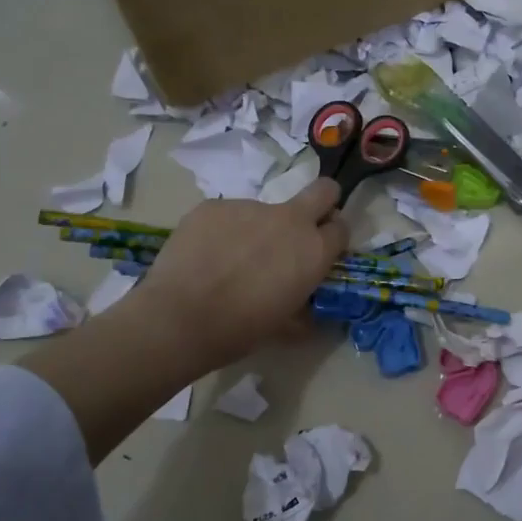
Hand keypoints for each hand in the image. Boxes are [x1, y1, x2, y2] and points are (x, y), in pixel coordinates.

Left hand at [133, 179, 349, 373]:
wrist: (181, 319)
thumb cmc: (241, 330)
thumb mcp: (285, 326)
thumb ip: (303, 309)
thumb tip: (306, 310)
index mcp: (313, 250)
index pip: (341, 227)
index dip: (332, 238)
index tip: (320, 251)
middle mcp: (289, 220)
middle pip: (323, 190)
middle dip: (322, 202)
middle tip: (301, 228)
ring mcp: (249, 207)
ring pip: (264, 210)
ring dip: (257, 230)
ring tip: (230, 261)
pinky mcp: (213, 206)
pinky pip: (227, 215)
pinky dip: (223, 232)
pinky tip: (205, 257)